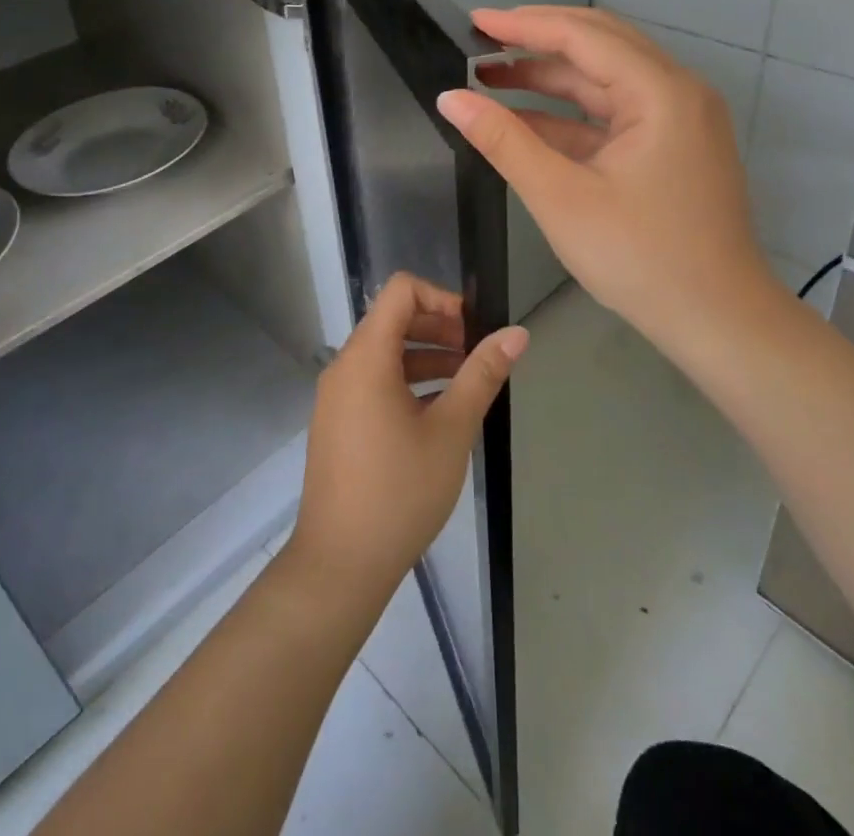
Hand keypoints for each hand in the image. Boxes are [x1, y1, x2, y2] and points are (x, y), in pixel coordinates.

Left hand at [286, 274, 527, 604]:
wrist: (340, 563)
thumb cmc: (400, 491)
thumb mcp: (451, 430)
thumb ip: (482, 375)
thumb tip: (516, 333)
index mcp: (366, 356)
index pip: (401, 291)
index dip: (442, 298)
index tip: (474, 330)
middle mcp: (345, 366)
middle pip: (393, 320)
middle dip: (439, 329)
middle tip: (477, 357)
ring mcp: (337, 396)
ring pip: (386, 354)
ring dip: (427, 357)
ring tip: (467, 385)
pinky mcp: (338, 422)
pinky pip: (374, 382)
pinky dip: (407, 382)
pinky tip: (439, 415)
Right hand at [437, 6, 782, 354]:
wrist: (717, 321)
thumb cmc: (640, 258)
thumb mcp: (561, 197)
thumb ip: (504, 141)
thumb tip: (450, 98)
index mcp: (661, 92)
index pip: (583, 36)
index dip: (523, 25)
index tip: (473, 21)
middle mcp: (677, 91)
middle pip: (600, 43)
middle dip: (538, 39)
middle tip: (481, 40)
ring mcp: (679, 119)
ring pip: (606, 78)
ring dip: (551, 76)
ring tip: (491, 75)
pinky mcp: (673, 145)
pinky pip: (615, 112)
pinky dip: (571, 113)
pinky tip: (525, 119)